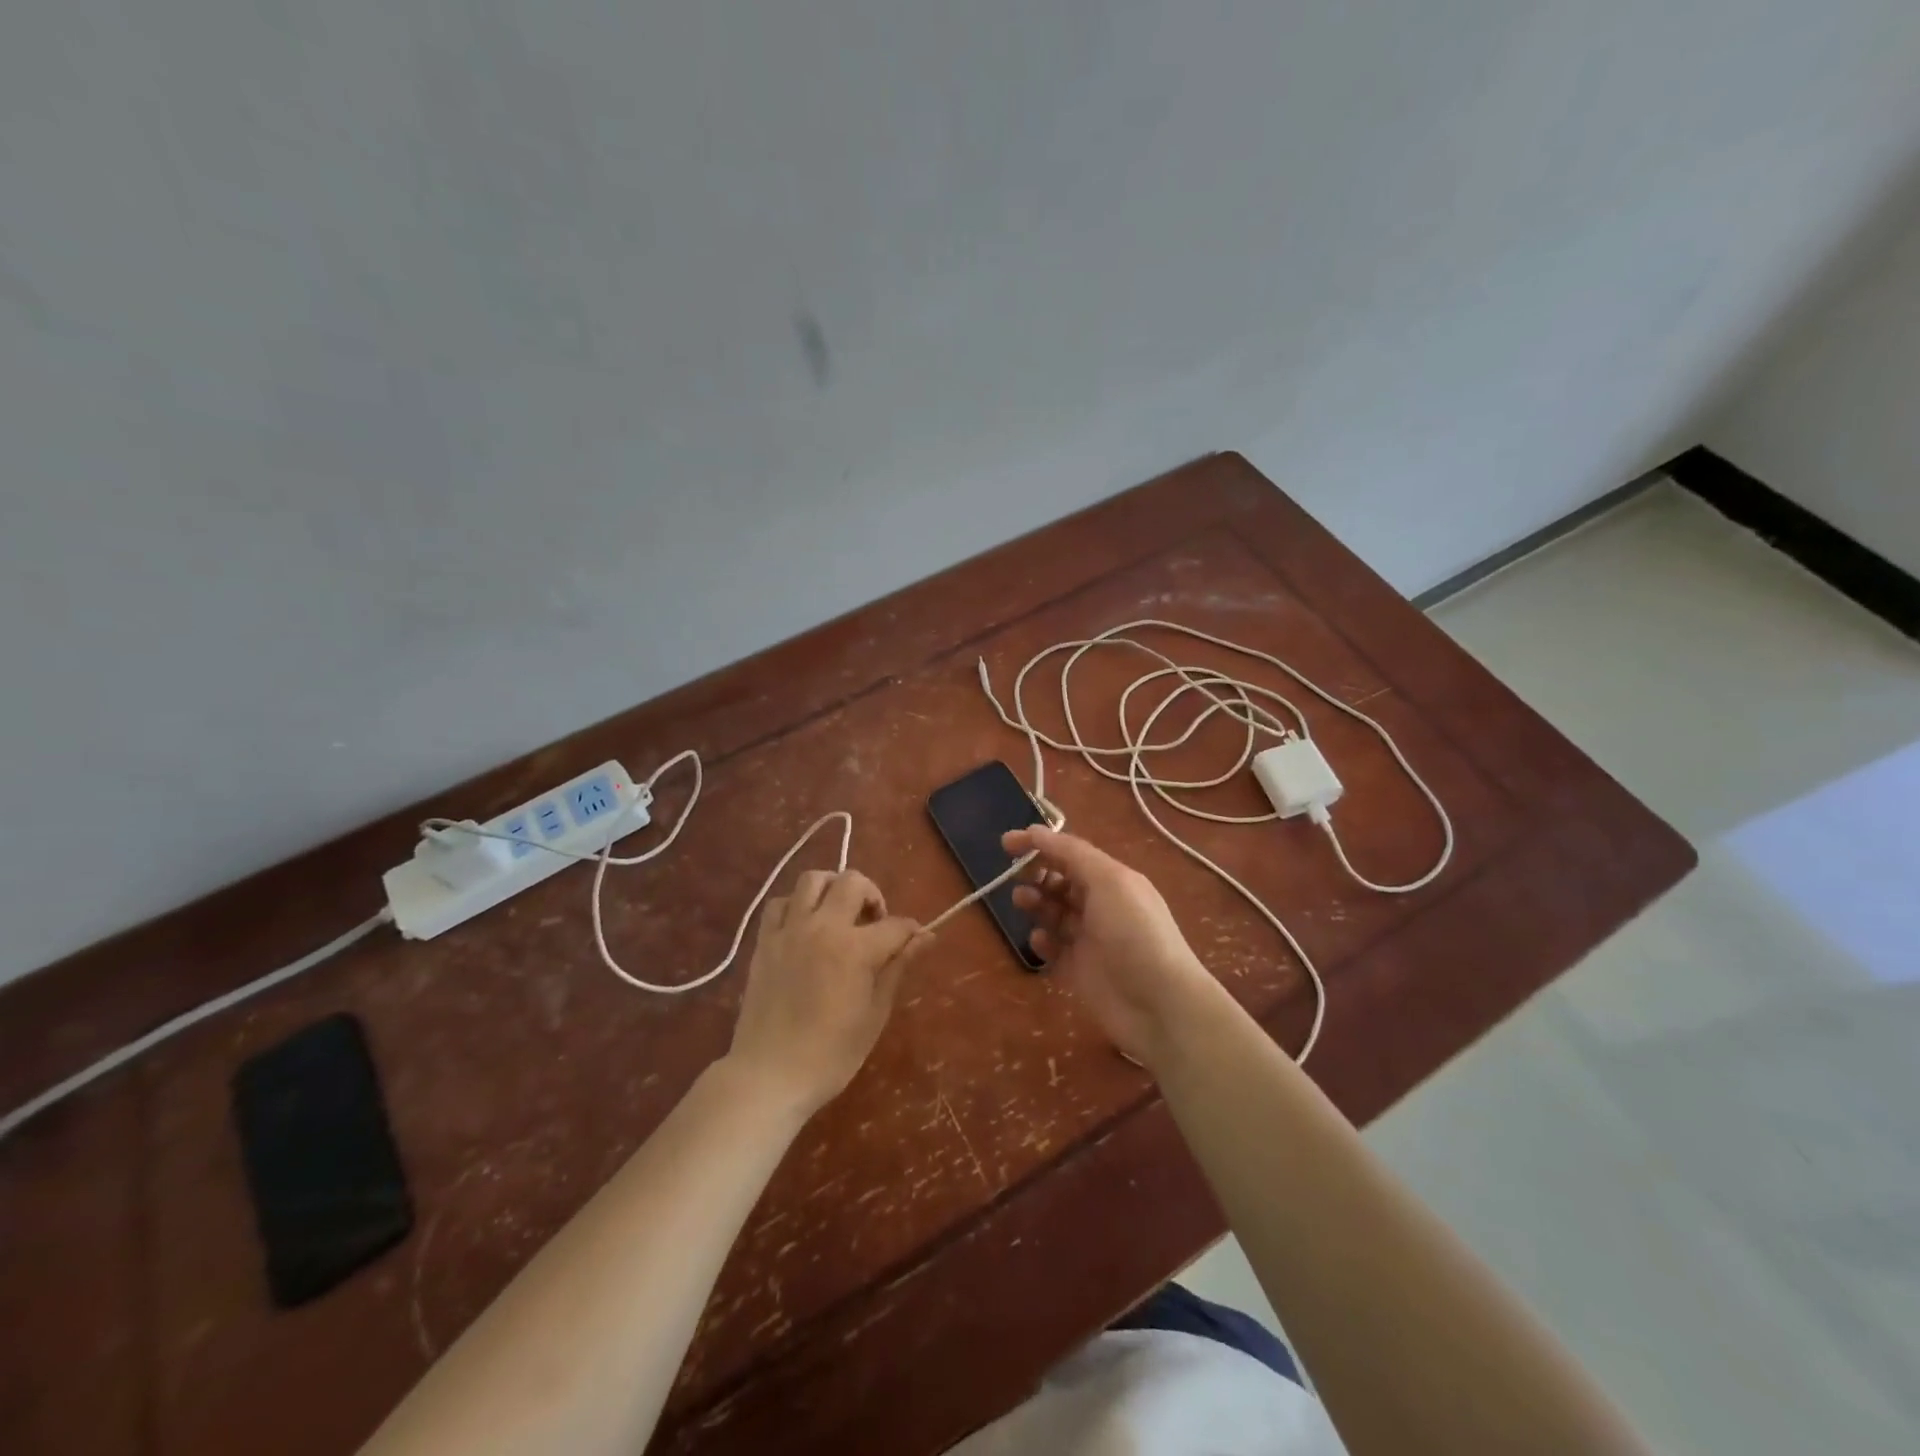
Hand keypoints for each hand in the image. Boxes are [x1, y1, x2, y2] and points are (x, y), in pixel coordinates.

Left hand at [725, 868, 930, 1116]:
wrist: (769, 1074)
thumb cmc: (831, 1054)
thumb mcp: (875, 1014)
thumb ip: (898, 967)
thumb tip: (926, 937)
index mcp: (856, 949)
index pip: (894, 924)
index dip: (911, 931)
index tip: (915, 940)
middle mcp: (823, 927)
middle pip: (852, 882)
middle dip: (872, 895)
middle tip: (874, 922)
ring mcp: (790, 930)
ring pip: (813, 880)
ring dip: (833, 888)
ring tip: (840, 913)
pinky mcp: (765, 941)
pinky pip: (780, 902)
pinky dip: (797, 905)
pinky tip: (805, 926)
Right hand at [1004, 826, 1221, 1066]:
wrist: (1159, 1004)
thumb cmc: (1135, 933)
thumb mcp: (1108, 881)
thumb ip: (1072, 854)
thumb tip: (1036, 832)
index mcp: (1112, 879)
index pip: (1070, 852)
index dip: (1039, 844)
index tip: (1006, 843)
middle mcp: (1101, 905)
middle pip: (1060, 881)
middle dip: (1036, 874)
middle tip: (1017, 878)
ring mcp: (1089, 939)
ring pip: (1053, 913)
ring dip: (1036, 903)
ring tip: (1022, 902)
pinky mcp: (1078, 970)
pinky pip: (1053, 948)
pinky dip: (1042, 941)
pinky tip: (1039, 941)